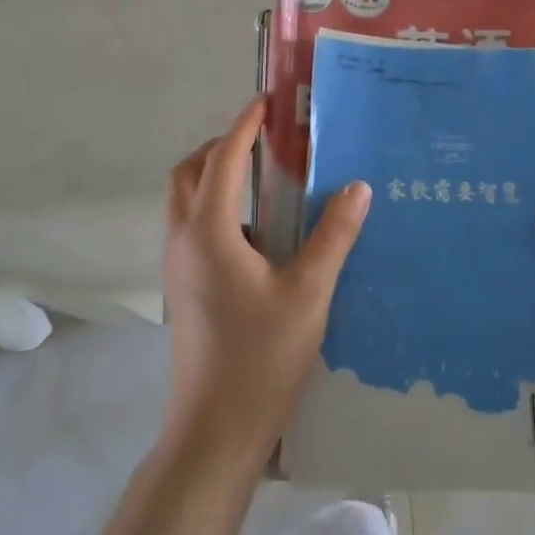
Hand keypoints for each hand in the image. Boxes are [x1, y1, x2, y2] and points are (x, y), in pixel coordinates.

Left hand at [160, 97, 371, 461]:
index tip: (267, 102)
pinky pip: (194, 228)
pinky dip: (218, 209)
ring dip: (216, 177)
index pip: (224, 159)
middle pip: (189, 173)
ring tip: (266, 179)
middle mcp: (184, 240)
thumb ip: (333, 235)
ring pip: (187, 201)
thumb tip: (356, 186)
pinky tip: (261, 234)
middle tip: (264, 140)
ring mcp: (178, 266)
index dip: (245, 126)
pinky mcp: (184, 288)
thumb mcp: (309, 292)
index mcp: (209, 232)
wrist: (215, 431)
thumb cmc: (262, 358)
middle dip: (222, 146)